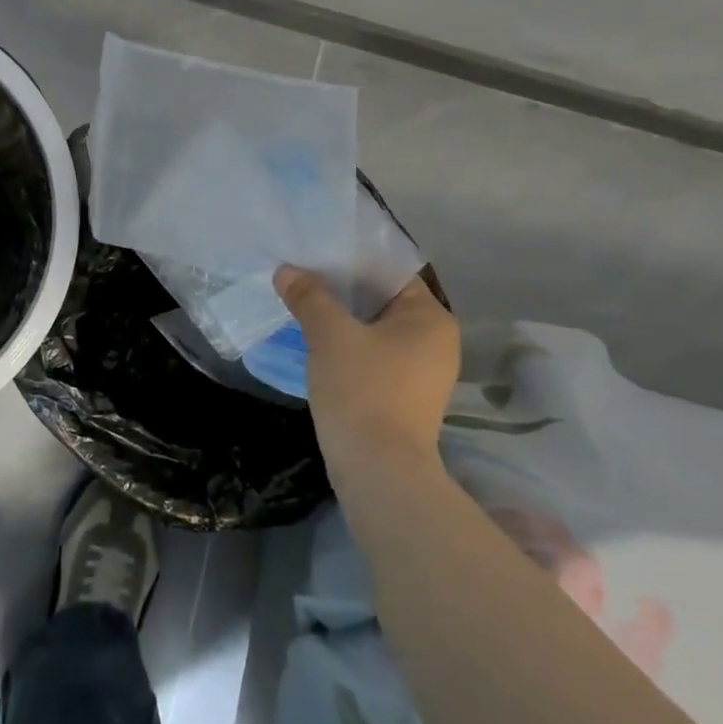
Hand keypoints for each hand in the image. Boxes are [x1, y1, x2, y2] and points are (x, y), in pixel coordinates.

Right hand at [274, 267, 460, 494]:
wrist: (379, 471)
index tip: (316, 253)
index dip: (352, 260)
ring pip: (375, 330)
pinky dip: (347, 345)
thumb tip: (286, 270)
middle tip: (303, 275)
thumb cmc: (363, 389)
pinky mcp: (403, 396)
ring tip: (303, 303)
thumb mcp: (330, 334)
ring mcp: (422, 373)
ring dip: (342, 319)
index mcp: (430, 318)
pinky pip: (373, 355)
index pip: (390, 273)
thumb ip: (309, 297)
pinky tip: (316, 341)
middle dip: (342, 290)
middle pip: (382, 300)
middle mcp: (435, 341)